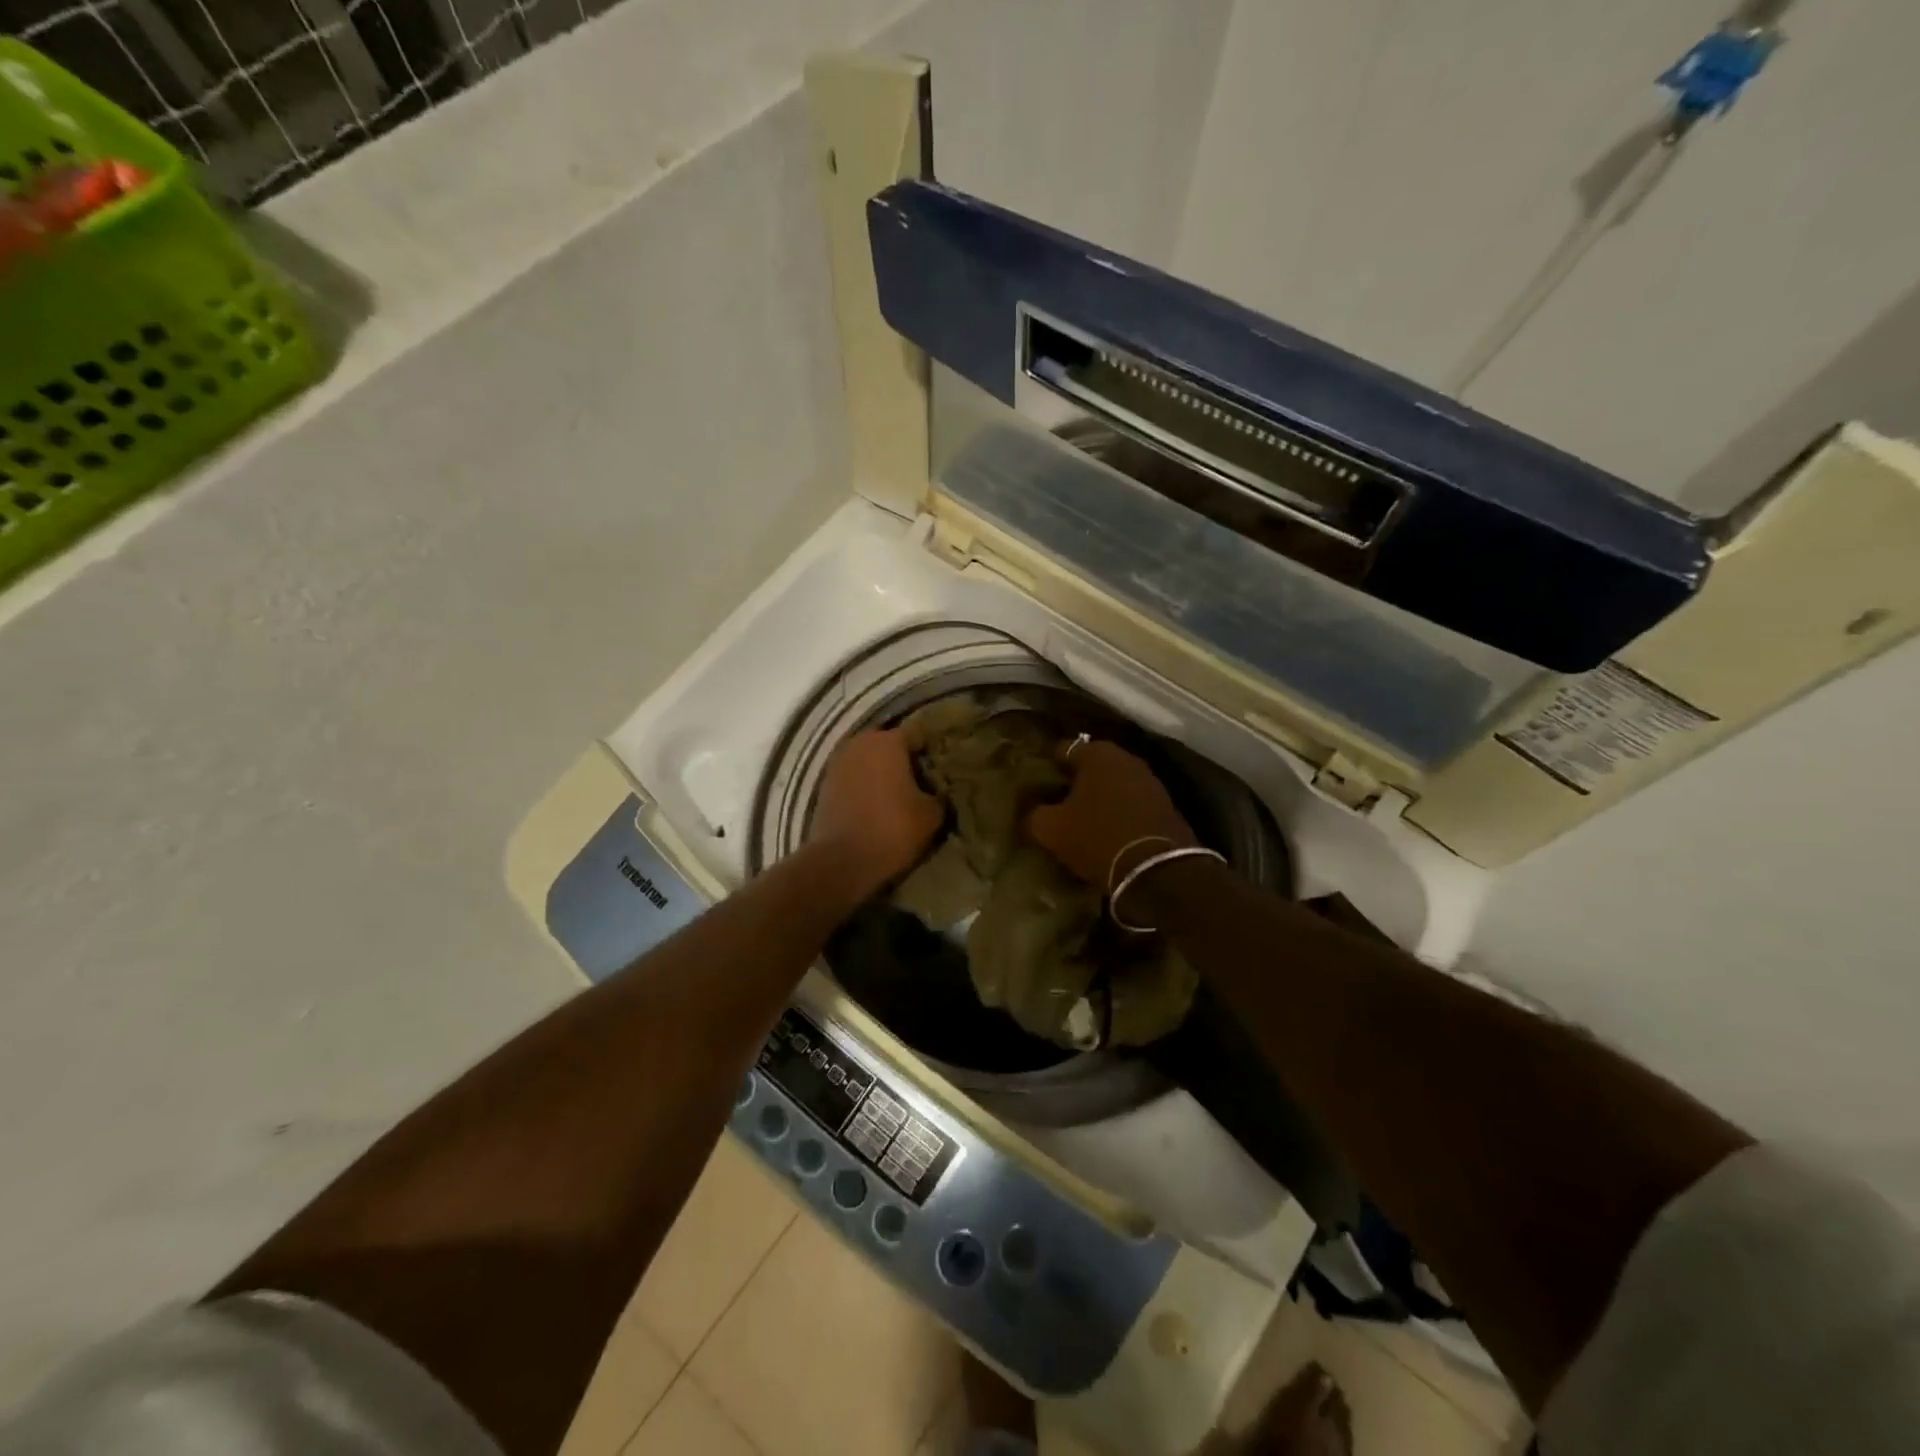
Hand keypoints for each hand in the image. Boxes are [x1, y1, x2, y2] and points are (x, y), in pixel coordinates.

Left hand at [809, 727, 943, 899]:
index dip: (931, 748)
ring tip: (898, 794)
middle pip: (889, 744)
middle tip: (921, 781)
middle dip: (904, 759)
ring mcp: (837, 762)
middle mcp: (860, 743)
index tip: (942, 765)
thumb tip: (936, 790)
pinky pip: (853, 777)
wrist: (841, 861)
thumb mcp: (932, 814)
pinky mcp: (824, 784)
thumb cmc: (892, 829)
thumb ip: (939, 794)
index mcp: (888, 741)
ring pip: (868, 760)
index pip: (918, 734)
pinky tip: (876, 805)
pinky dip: (864, 786)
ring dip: (882, 772)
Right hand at [1026, 739, 1196, 888]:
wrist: (1156, 869)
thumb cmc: (1097, 838)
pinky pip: (1132, 803)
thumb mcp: (1051, 830)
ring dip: (1100, 797)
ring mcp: (1150, 780)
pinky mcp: (1165, 805)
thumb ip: (1034, 815)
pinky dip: (1119, 812)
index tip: (1036, 787)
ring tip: (1082, 820)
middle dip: (1075, 782)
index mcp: (1097, 753)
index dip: (1046, 768)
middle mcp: (1126, 758)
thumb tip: (1031, 814)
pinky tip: (1108, 831)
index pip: (1062, 750)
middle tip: (1057, 803)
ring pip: (1113, 784)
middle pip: (1091, 766)